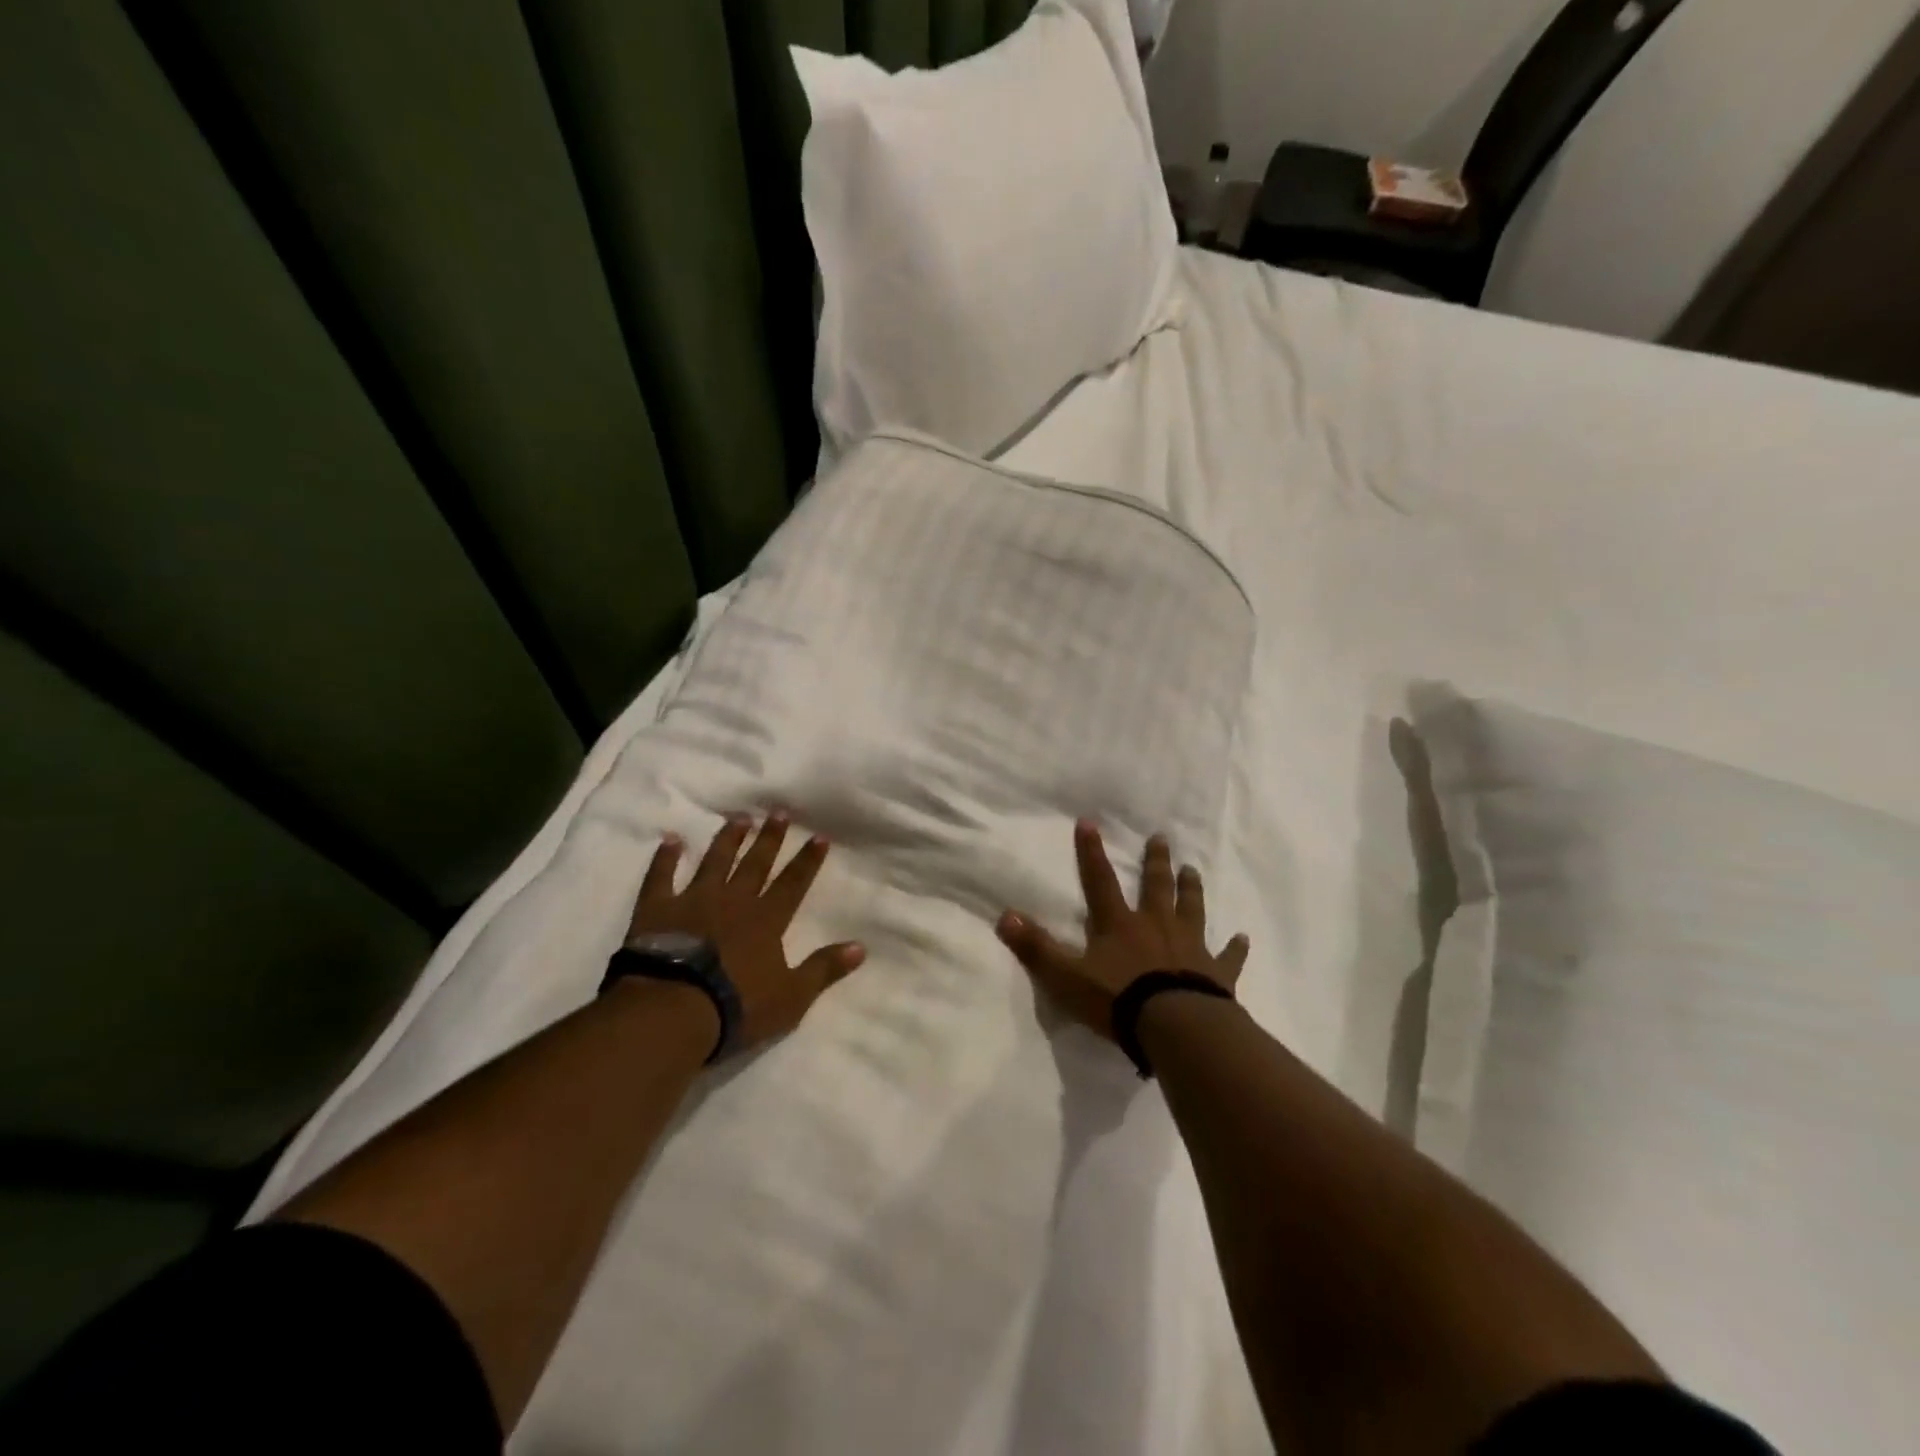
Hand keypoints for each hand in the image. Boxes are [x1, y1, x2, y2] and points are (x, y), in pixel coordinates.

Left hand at [627, 814, 865, 1051]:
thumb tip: (860, 947)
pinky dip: (665, 858)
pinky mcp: (657, 909)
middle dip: (770, 838)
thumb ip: (824, 969)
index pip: (793, 883)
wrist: (673, 1010)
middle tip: (779, 813)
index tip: (819, 836)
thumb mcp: (791, 996)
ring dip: (728, 839)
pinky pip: (661, 876)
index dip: (807, 860)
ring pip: (715, 861)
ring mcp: (694, 900)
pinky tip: (671, 840)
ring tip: (739, 818)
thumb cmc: (737, 1006)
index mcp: (766, 920)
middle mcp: (734, 900)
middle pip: (756, 863)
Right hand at [997, 820, 1248, 1042]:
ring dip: (1191, 890)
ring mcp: (1190, 947)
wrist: (1175, 1027)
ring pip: (1192, 909)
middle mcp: (1156, 926)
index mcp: (1120, 925)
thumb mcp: (1066, 977)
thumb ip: (1036, 948)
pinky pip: (1228, 956)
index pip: (1100, 881)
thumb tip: (1004, 916)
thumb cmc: (1118, 1000)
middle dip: (1156, 861)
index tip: (1089, 822)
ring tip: (1193, 870)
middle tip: (1162, 838)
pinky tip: (1243, 938)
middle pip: (1156, 887)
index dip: (1092, 853)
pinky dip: (1235, 947)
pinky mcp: (1217, 973)